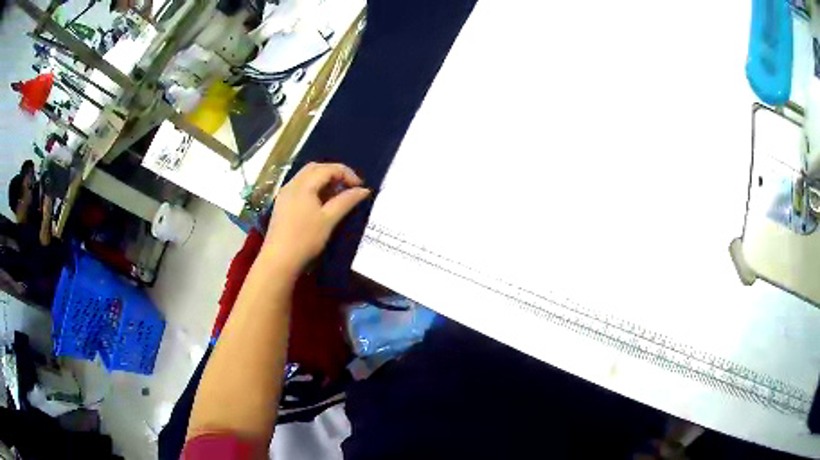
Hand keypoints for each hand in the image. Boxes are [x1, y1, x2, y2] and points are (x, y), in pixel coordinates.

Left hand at [262, 163, 370, 275]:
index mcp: (303, 185)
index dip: (347, 174)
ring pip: (307, 177)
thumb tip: (364, 190)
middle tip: (348, 187)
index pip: (328, 168)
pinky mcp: (282, 204)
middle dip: (334, 173)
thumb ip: (346, 201)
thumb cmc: (305, 239)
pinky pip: (300, 187)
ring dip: (324, 180)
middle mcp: (292, 184)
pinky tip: (321, 203)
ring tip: (337, 196)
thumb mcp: (329, 219)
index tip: (360, 187)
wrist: (279, 260)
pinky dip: (314, 188)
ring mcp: (285, 194)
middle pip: (316, 168)